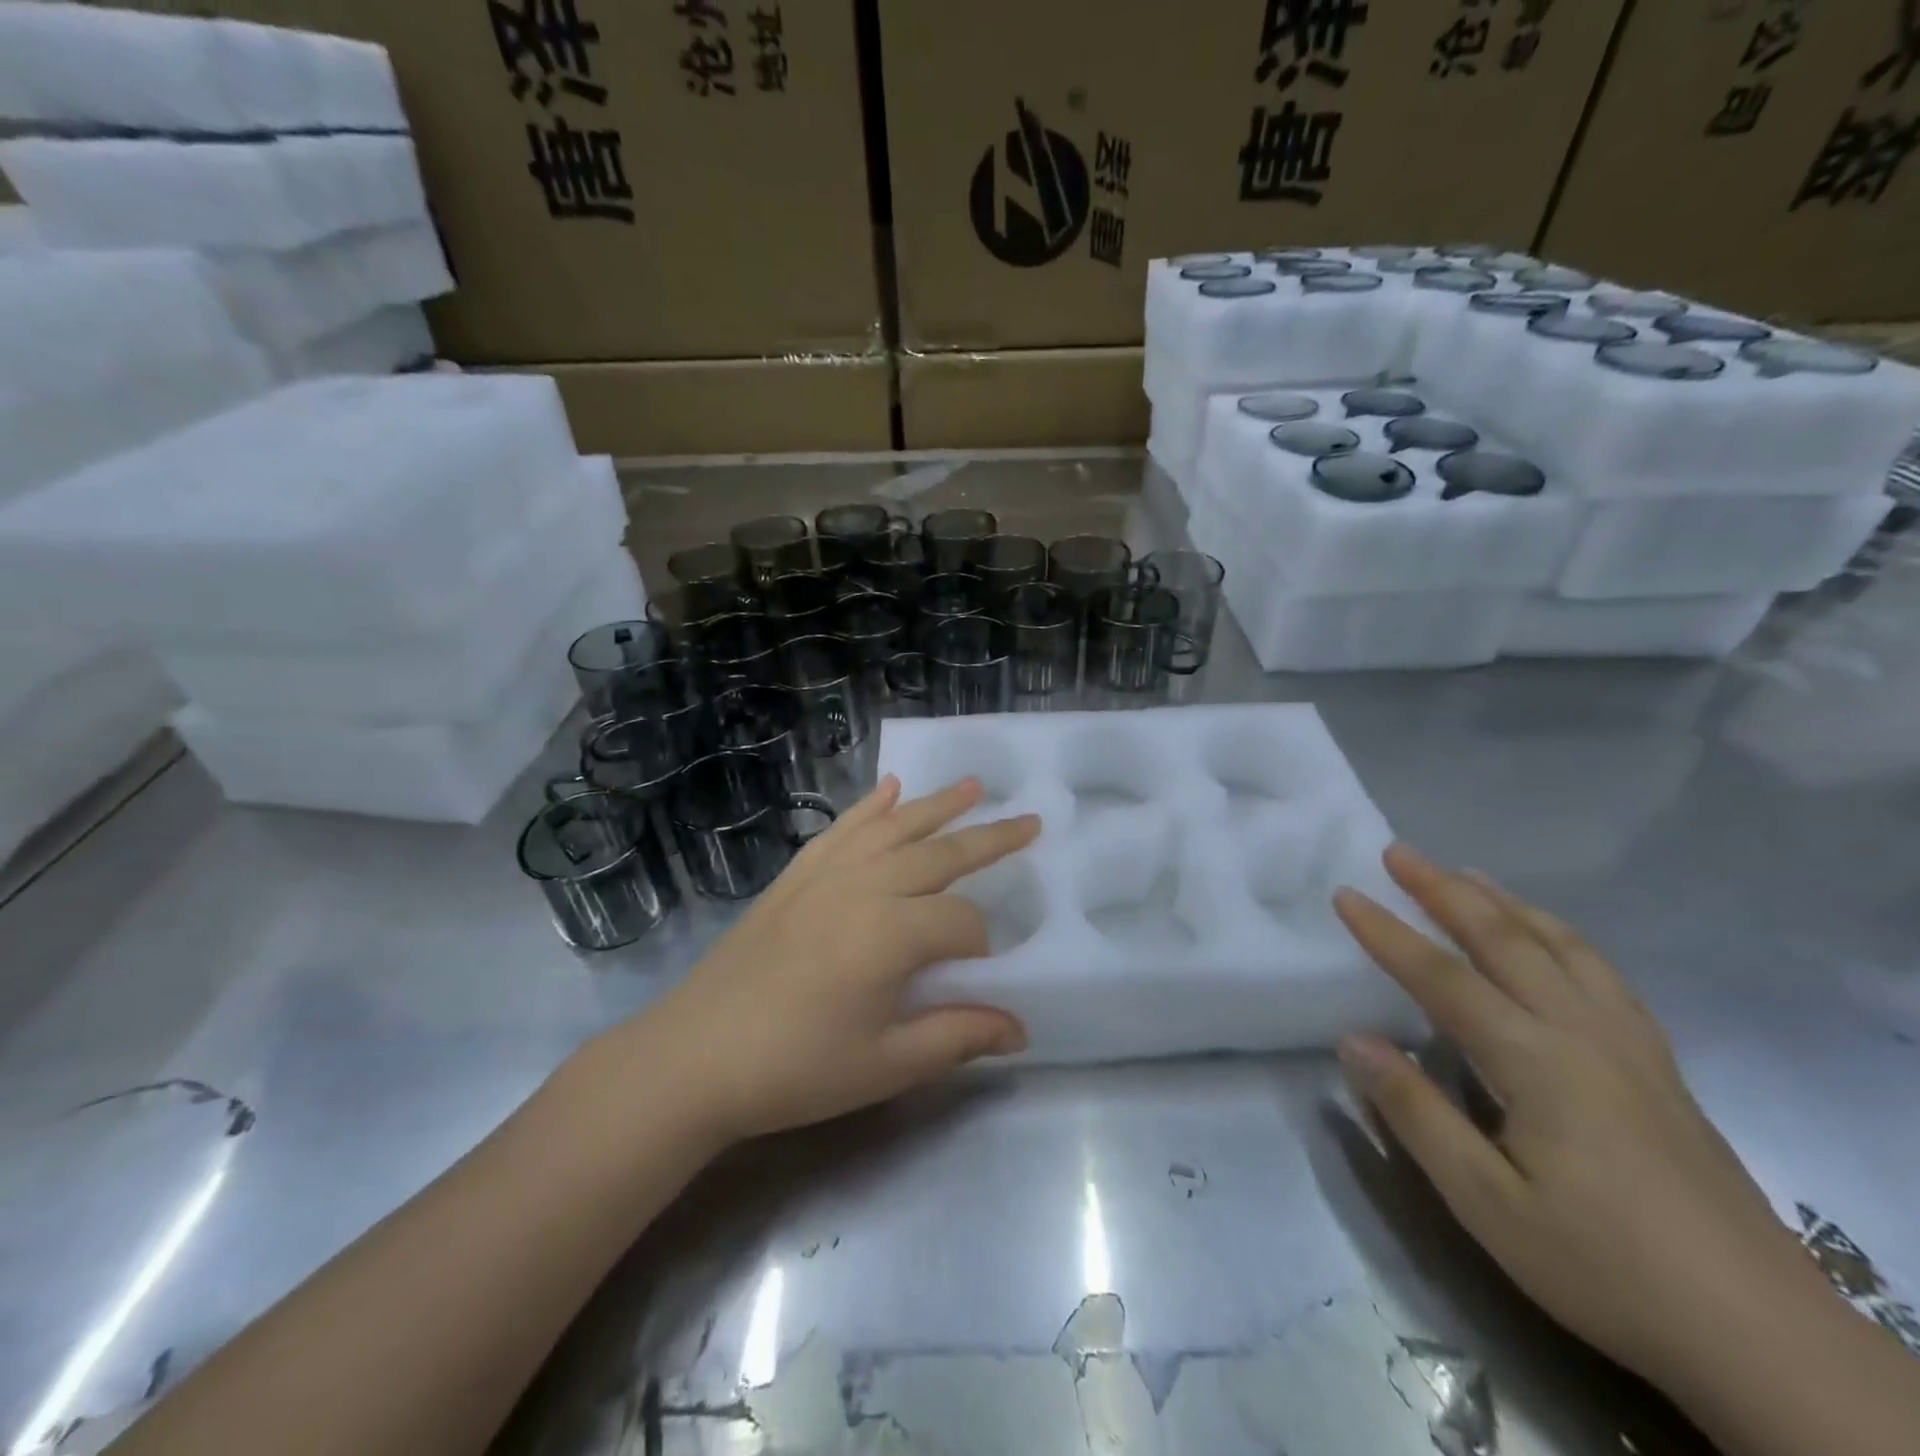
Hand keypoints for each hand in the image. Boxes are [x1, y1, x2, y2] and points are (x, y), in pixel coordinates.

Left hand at [636, 776, 1038, 1143]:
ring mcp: (825, 875)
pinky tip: (889, 788)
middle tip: (1030, 820)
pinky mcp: (795, 876)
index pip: (961, 923)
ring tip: (974, 785)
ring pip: (894, 828)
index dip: (981, 946)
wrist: (692, 1057)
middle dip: (989, 838)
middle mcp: (864, 886)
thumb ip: (956, 1037)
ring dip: (937, 805)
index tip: (980, 974)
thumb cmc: (795, 1069)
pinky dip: (869, 806)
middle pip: (939, 854)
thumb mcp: (884, 1066)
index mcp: (891, 933)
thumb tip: (1020, 1028)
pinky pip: (841, 829)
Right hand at [1332, 846, 1834, 1394]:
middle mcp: (1582, 1033)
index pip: (1443, 977)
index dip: (1388, 933)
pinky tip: (1550, 939)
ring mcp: (1629, 1046)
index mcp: (1536, 1062)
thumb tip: (1354, 1040)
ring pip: (1561, 947)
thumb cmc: (1604, 1267)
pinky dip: (1562, 936)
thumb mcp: (1487, 1204)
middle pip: (1505, 940)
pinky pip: (1603, 974)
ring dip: (1506, 902)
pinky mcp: (1659, 1066)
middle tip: (1399, 853)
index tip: (1346, 894)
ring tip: (1466, 875)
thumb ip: (1416, 1113)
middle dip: (1445, 891)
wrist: (1762, 1336)